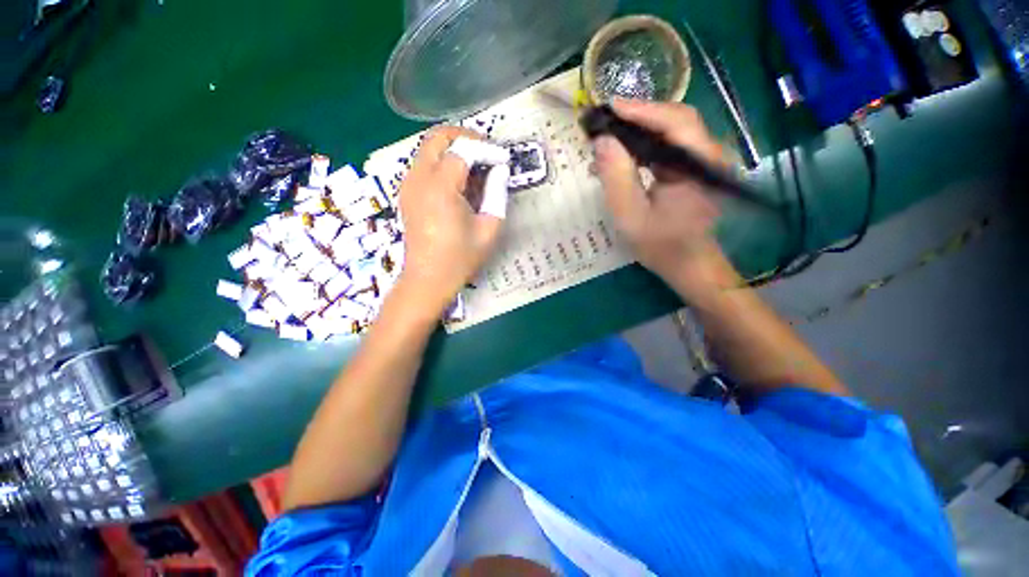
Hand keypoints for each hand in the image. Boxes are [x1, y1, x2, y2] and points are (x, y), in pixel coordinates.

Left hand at [394, 127, 504, 314]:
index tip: (504, 159)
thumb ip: (497, 194)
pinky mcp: (406, 193)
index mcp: (441, 187)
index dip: (487, 150)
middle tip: (487, 153)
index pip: (463, 150)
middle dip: (465, 138)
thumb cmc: (460, 258)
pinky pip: (423, 165)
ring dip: (453, 150)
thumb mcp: (489, 228)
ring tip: (476, 169)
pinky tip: (458, 183)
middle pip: (438, 138)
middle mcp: (419, 178)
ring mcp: (408, 184)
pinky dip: (442, 163)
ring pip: (428, 149)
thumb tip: (499, 170)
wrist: (428, 279)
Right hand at [595, 99, 736, 296]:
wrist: (689, 266)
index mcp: (699, 164)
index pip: (675, 121)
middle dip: (638, 117)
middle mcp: (707, 156)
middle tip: (605, 121)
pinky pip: (668, 149)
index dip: (641, 110)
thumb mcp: (630, 215)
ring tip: (609, 137)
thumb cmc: (661, 245)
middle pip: (674, 121)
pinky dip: (644, 148)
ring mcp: (702, 163)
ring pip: (670, 133)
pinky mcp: (693, 171)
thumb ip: (616, 177)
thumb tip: (602, 141)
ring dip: (639, 132)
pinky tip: (623, 156)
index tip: (609, 107)